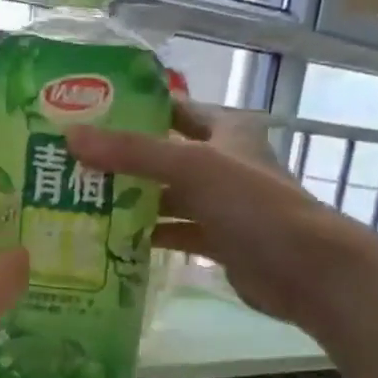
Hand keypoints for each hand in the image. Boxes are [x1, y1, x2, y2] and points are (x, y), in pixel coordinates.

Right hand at [66, 100, 377, 328]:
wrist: (306, 269)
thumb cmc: (254, 205)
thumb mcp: (192, 167)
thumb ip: (133, 152)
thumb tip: (72, 135)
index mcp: (225, 131)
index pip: (174, 109)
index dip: (136, 107)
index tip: (89, 113)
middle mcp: (222, 162)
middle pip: (164, 155)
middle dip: (123, 160)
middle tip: (73, 163)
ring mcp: (221, 204)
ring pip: (167, 196)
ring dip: (132, 200)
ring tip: (82, 202)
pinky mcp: (219, 240)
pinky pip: (176, 232)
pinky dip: (149, 235)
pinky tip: (113, 240)